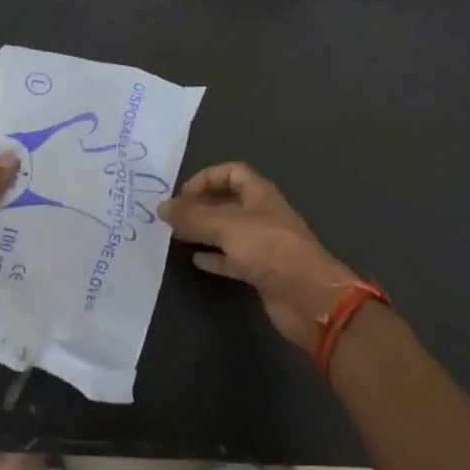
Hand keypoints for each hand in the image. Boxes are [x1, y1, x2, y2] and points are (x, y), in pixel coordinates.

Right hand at [158, 162, 361, 350]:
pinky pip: (232, 259)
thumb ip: (193, 216)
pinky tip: (195, 260)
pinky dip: (214, 257)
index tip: (182, 195)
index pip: (231, 172)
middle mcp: (262, 215)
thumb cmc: (269, 249)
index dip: (206, 178)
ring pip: (227, 231)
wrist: (308, 297)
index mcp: (260, 194)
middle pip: (227, 202)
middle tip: (172, 217)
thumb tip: (161, 208)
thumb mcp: (227, 226)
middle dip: (200, 206)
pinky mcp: (261, 271)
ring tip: (175, 236)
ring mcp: (262, 244)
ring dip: (204, 231)